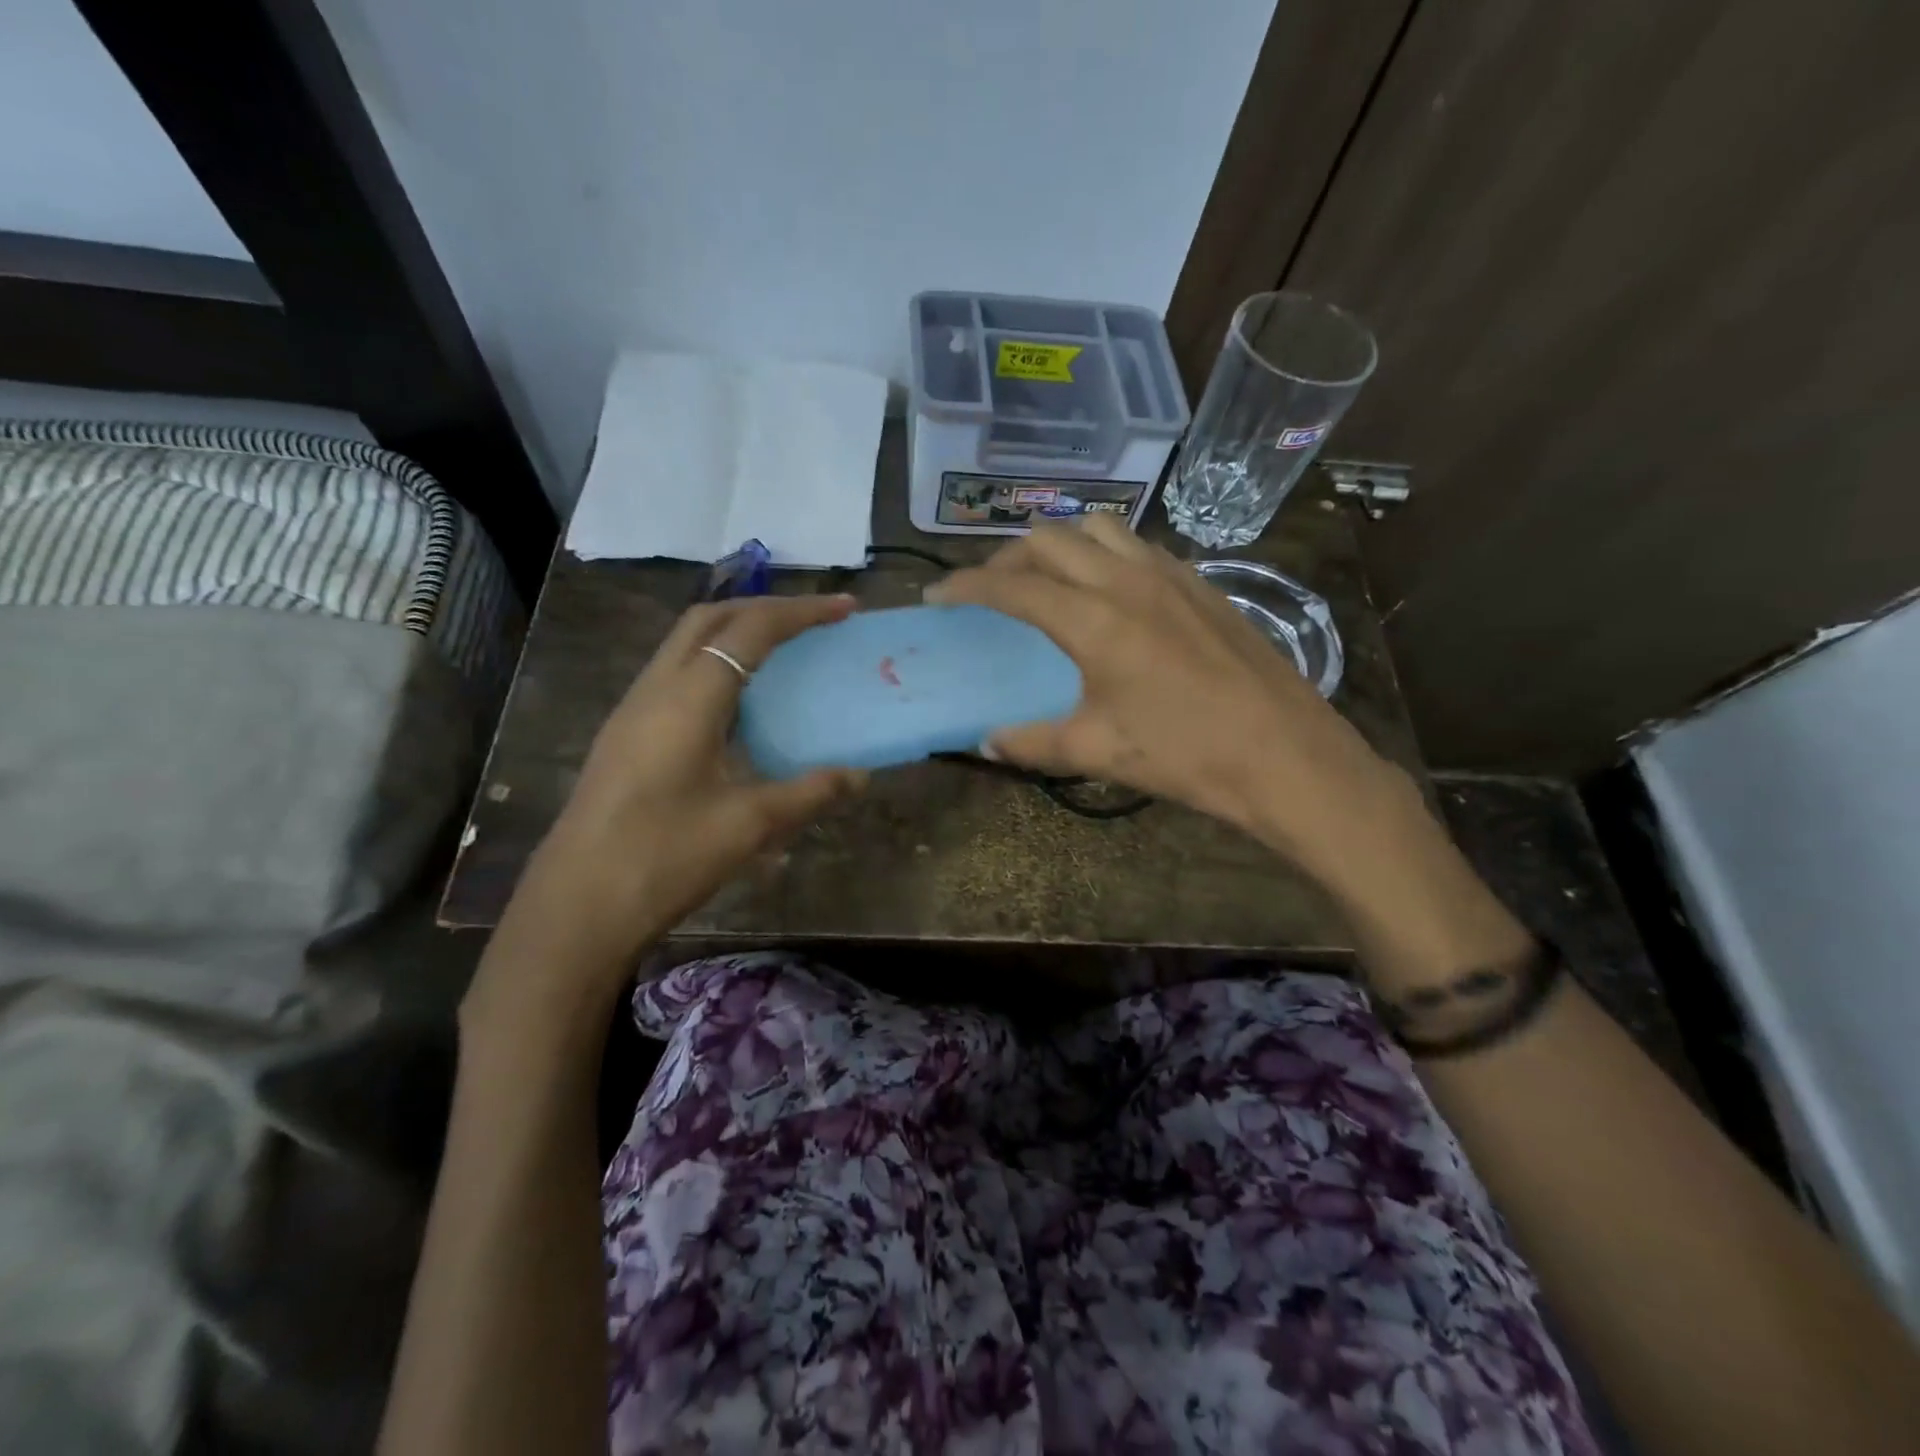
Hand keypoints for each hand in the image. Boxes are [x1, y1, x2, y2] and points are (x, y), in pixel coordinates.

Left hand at [471, 594, 866, 1028]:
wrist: (576, 906)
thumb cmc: (664, 858)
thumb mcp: (748, 825)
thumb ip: (809, 793)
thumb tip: (859, 776)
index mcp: (689, 697)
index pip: (751, 628)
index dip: (802, 612)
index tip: (846, 608)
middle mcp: (656, 688)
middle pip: (710, 617)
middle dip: (765, 607)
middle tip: (813, 621)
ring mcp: (633, 709)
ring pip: (686, 642)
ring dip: (735, 632)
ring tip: (783, 652)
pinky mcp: (626, 734)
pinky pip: (676, 673)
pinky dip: (716, 664)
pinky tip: (740, 704)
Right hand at [930, 516, 1528, 996]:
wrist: (1287, 755)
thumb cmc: (1186, 755)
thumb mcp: (1098, 751)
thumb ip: (1031, 742)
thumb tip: (986, 741)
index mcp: (1094, 619)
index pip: (1011, 585)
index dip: (965, 586)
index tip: (937, 595)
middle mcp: (1127, 579)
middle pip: (1049, 539)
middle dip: (1007, 558)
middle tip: (990, 592)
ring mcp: (1171, 574)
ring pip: (1098, 528)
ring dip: (1060, 545)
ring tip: (1046, 580)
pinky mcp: (1202, 582)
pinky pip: (1138, 546)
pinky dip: (1105, 554)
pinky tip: (1109, 591)